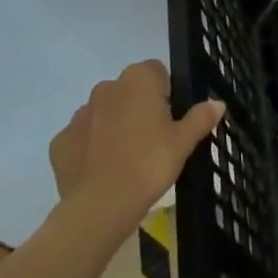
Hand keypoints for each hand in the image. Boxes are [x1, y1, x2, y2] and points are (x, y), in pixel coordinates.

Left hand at [49, 60, 224, 233]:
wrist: (101, 206)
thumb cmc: (149, 164)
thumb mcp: (183, 142)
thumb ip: (200, 118)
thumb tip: (218, 103)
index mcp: (139, 79)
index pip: (156, 72)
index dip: (166, 94)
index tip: (170, 120)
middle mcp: (106, 87)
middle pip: (128, 90)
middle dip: (138, 108)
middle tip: (152, 141)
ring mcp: (79, 114)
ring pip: (103, 113)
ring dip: (113, 126)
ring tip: (126, 159)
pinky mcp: (60, 141)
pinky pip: (81, 138)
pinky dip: (90, 149)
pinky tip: (101, 171)